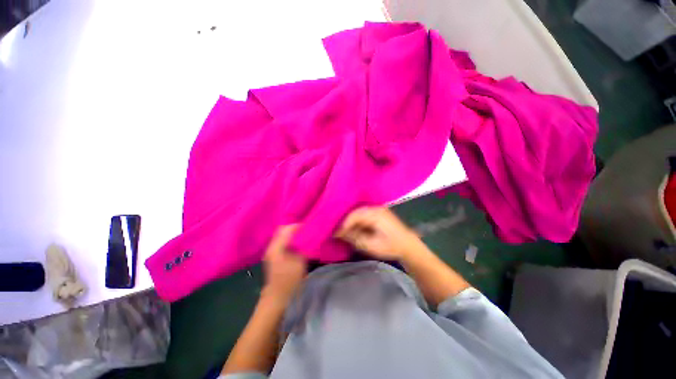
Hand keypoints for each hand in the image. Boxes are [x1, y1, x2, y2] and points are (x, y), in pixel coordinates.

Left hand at [262, 225, 306, 305]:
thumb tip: (308, 237)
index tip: (308, 228)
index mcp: (277, 248)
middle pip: (281, 229)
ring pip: (280, 234)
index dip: (298, 227)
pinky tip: (296, 243)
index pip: (287, 229)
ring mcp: (270, 250)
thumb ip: (303, 248)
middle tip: (305, 231)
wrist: (276, 296)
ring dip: (291, 233)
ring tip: (302, 236)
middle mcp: (271, 247)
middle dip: (294, 228)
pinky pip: (280, 240)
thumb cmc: (289, 281)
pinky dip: (288, 238)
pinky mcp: (272, 254)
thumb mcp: (300, 263)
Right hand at [335, 206, 425, 260]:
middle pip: (355, 212)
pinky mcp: (378, 213)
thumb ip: (355, 238)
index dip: (344, 224)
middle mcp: (376, 208)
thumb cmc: (391, 246)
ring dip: (351, 222)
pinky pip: (363, 215)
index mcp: (375, 214)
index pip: (354, 215)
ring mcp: (377, 209)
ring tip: (344, 232)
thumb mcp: (371, 245)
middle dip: (346, 222)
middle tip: (338, 233)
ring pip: (358, 213)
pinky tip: (353, 229)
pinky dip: (357, 222)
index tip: (336, 234)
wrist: (408, 245)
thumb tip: (340, 233)